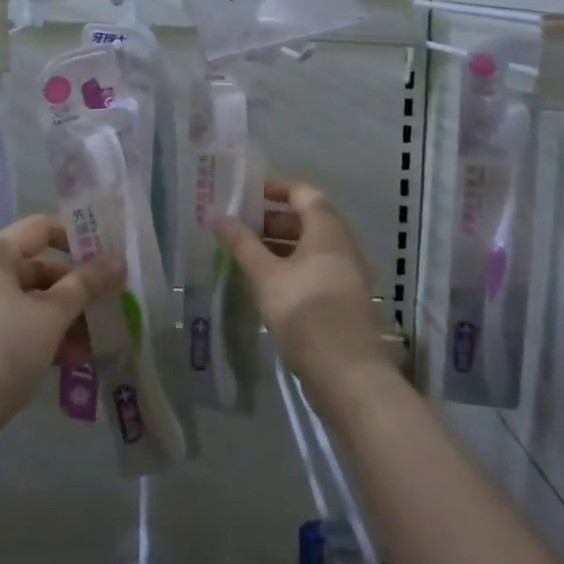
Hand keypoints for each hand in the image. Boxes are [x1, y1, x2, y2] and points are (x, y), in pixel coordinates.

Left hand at [0, 214, 122, 462]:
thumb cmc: (3, 347)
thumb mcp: (51, 314)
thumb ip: (86, 284)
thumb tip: (118, 260)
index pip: (42, 228)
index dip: (77, 238)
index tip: (110, 256)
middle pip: (40, 268)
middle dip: (77, 289)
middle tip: (113, 304)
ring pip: (33, 302)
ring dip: (66, 318)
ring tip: (98, 341)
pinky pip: (21, 327)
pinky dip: (46, 337)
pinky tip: (74, 359)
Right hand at [213, 180, 389, 406]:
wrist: (348, 375)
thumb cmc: (305, 312)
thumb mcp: (265, 275)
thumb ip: (241, 243)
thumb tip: (215, 215)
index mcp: (327, 229)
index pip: (302, 192)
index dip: (274, 188)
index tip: (244, 192)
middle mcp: (341, 245)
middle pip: (305, 218)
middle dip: (270, 218)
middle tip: (236, 225)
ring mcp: (344, 273)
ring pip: (308, 246)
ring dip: (277, 244)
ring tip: (242, 253)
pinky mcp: (341, 298)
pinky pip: (312, 268)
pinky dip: (287, 266)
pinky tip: (262, 282)